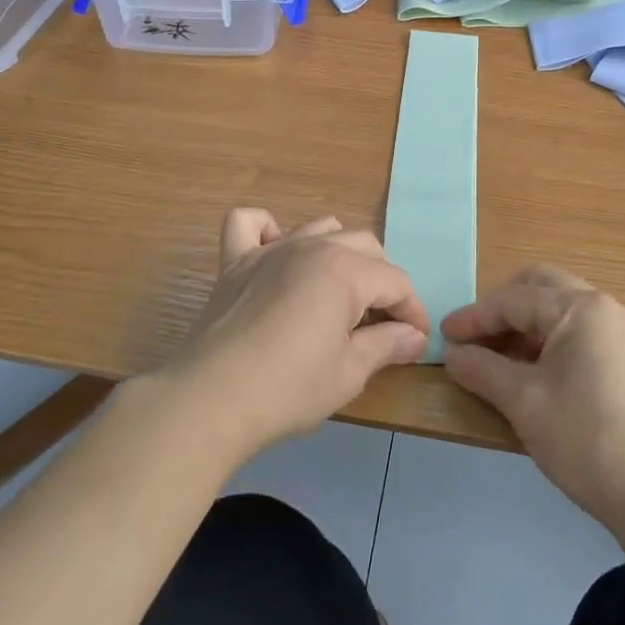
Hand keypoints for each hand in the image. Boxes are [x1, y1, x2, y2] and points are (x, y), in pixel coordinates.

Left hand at [167, 210, 429, 462]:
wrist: (210, 400)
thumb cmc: (288, 388)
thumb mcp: (348, 373)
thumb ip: (386, 345)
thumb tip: (414, 337)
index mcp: (345, 270)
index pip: (395, 281)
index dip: (412, 311)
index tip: (415, 340)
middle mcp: (312, 247)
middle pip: (365, 246)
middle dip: (381, 281)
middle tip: (379, 323)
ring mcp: (270, 250)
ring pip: (320, 228)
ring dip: (338, 253)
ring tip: (337, 292)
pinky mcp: (235, 262)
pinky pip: (250, 224)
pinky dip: (267, 230)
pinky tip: (275, 255)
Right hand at [442, 265, 624, 539]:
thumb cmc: (585, 439)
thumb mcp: (523, 402)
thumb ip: (482, 370)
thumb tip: (451, 354)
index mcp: (579, 307)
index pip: (513, 299)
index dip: (474, 317)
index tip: (443, 336)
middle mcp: (601, 306)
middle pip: (539, 287)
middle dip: (500, 307)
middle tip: (472, 336)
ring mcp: (617, 330)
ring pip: (557, 307)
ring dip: (522, 323)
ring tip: (493, 357)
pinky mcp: (624, 356)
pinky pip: (574, 329)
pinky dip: (545, 339)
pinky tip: (526, 370)